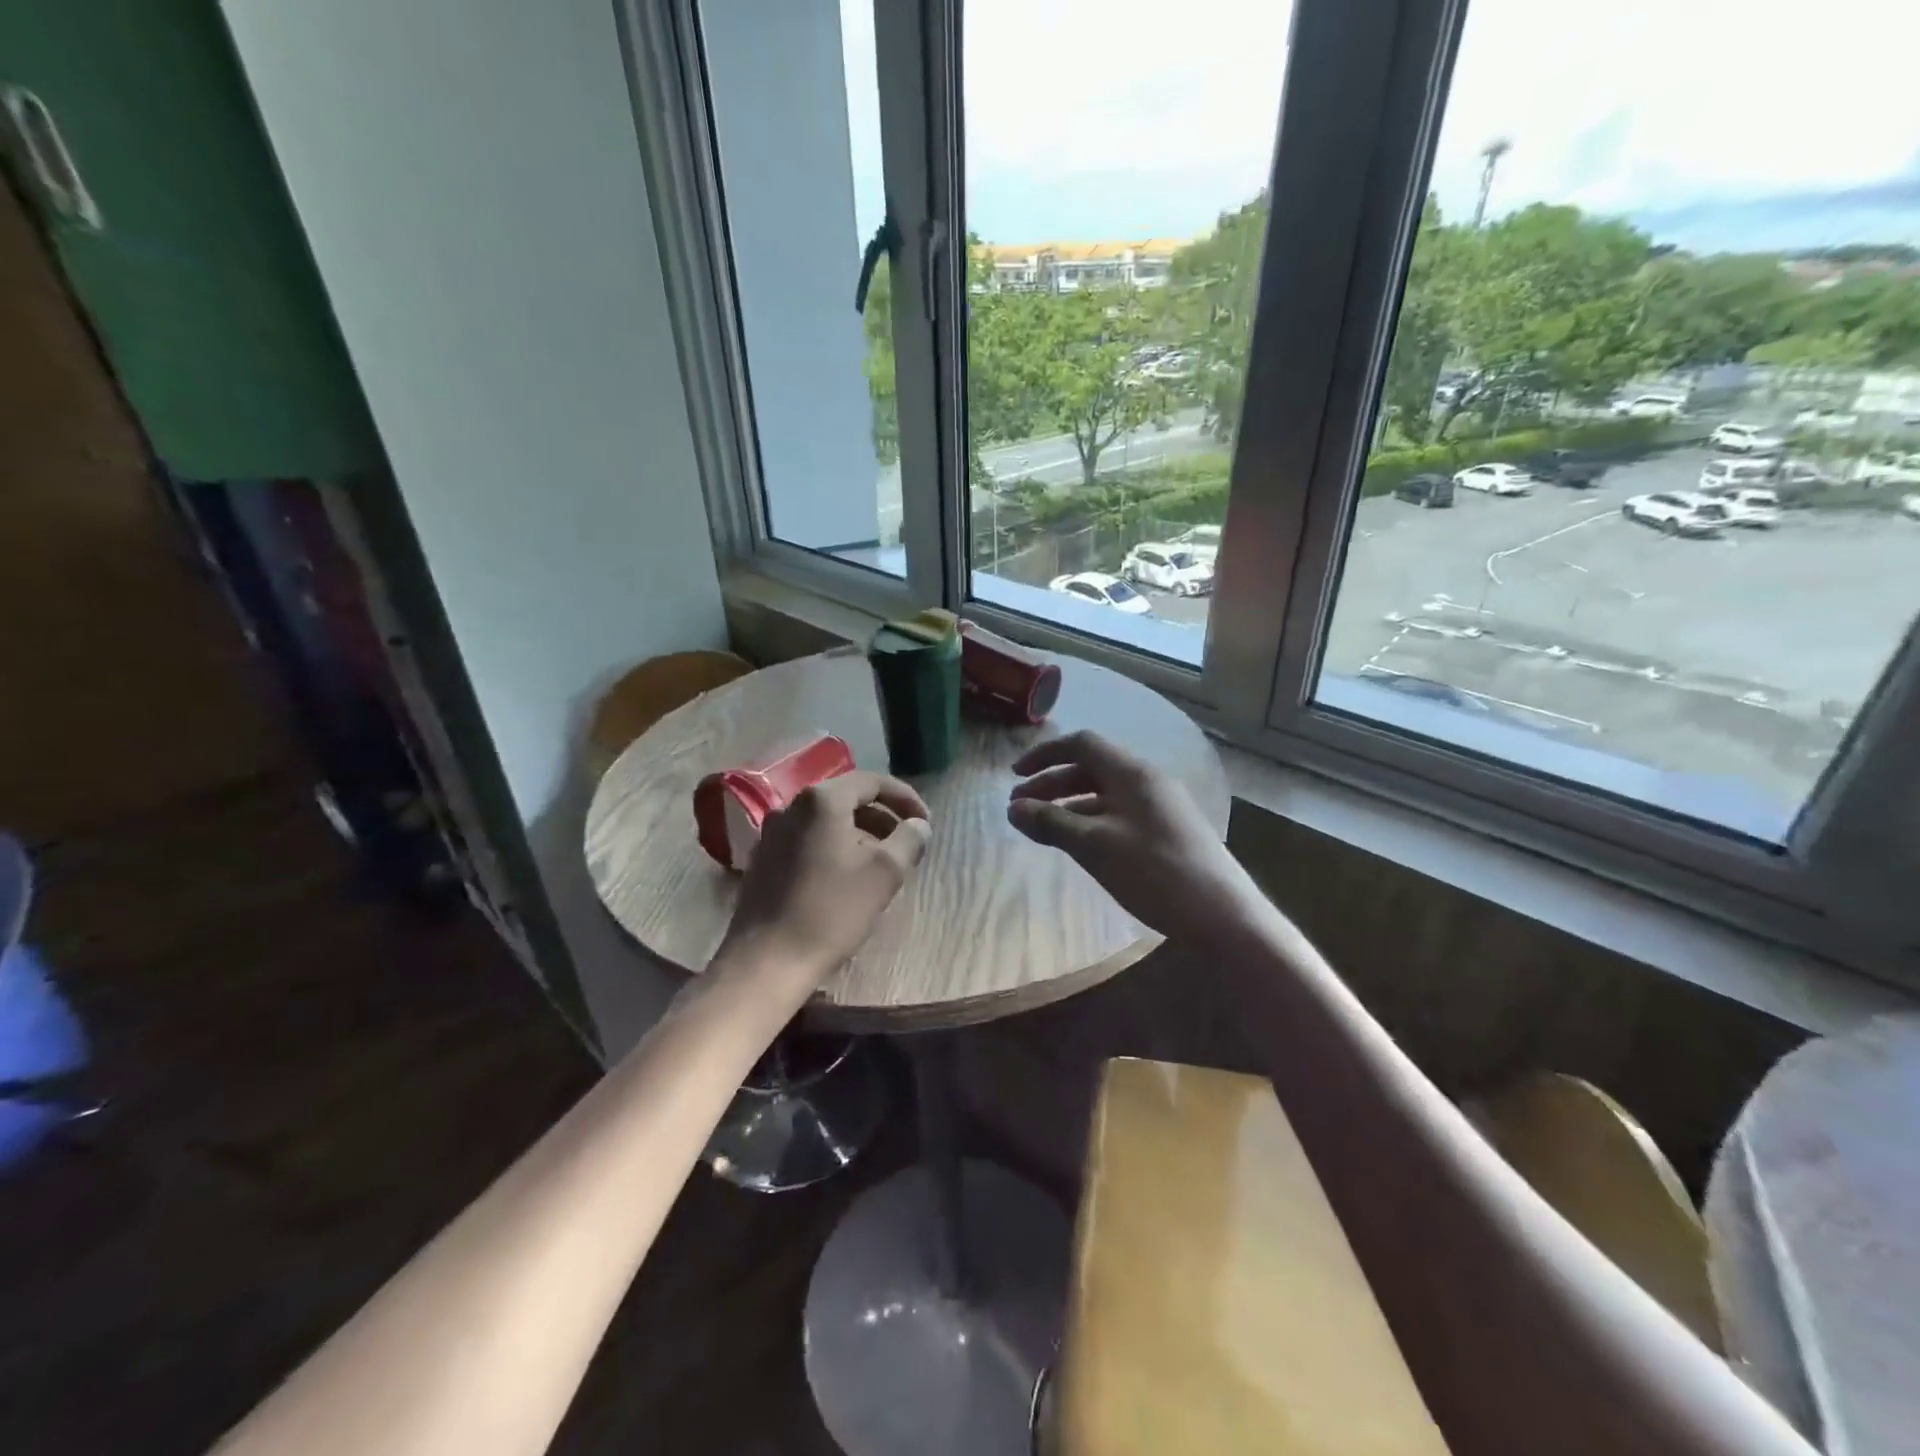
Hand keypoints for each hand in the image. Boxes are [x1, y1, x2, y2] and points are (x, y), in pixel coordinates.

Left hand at [719, 771, 931, 986]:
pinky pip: (807, 840)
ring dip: (859, 834)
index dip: (905, 798)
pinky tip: (846, 878)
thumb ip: (908, 840)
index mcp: (822, 801)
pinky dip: (833, 848)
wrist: (766, 960)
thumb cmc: (831, 911)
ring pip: (826, 821)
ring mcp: (772, 833)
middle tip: (907, 842)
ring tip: (881, 862)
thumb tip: (918, 825)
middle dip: (882, 817)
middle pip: (847, 799)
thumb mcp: (884, 874)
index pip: (872, 782)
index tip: (925, 822)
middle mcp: (792, 806)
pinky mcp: (762, 859)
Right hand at [1007, 730, 1267, 944]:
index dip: (1044, 755)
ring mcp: (1159, 804)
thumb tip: (1013, 809)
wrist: (1223, 914)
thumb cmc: (1155, 873)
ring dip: (1068, 804)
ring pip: (1103, 792)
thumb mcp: (1095, 847)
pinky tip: (1077, 843)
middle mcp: (1147, 779)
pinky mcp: (1166, 829)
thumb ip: (1052, 823)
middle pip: (1091, 767)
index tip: (1014, 776)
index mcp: (1132, 772)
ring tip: (1040, 827)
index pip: (1082, 744)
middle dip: (1051, 783)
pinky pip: (1118, 812)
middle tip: (1019, 808)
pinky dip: (1090, 820)